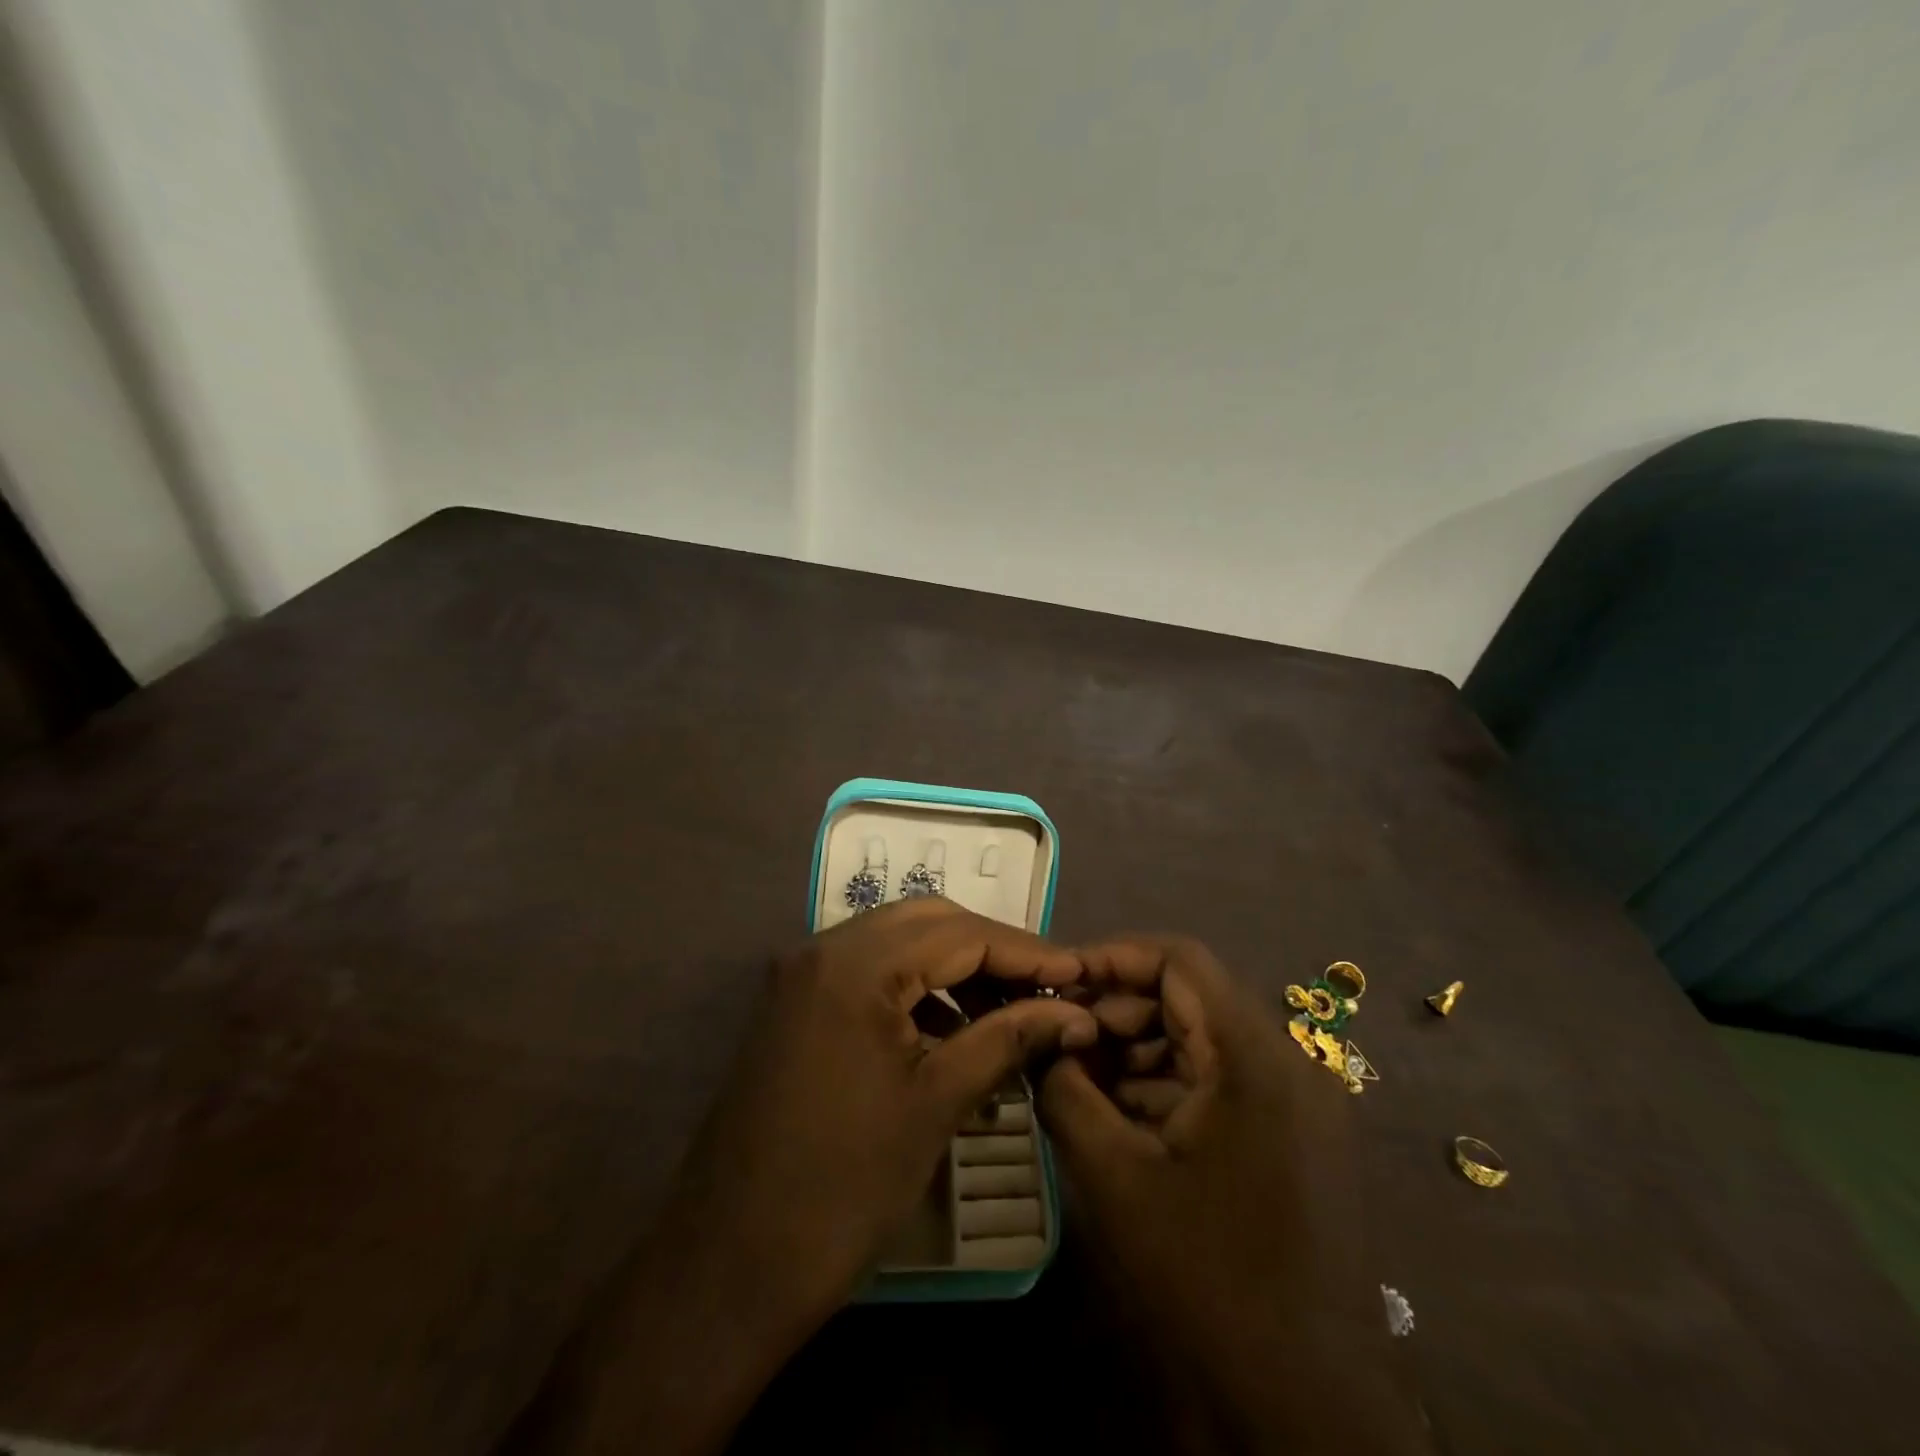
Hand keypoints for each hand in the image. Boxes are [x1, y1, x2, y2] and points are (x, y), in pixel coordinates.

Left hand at [671, 896, 1095, 1319]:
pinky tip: (952, 1032)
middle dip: (992, 950)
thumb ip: (1008, 1039)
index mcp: (856, 964)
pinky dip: (916, 991)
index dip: (1027, 950)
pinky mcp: (795, 1004)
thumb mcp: (938, 1104)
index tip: (1079, 973)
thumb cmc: (843, 1186)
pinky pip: (869, 975)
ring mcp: (803, 975)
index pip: (961, 933)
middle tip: (1045, 988)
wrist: (728, 1265)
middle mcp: (824, 949)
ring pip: (897, 943)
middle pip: (928, 923)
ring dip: (955, 968)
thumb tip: (1074, 1013)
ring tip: (1008, 1012)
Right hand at [1041, 935, 1427, 1454]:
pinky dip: (1166, 1086)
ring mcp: (1297, 1104)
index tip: (1059, 979)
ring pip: (1202, 1041)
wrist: (1305, 1409)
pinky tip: (1118, 1116)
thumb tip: (1038, 1039)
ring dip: (1137, 1050)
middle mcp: (1288, 1063)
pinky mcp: (1293, 1139)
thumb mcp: (1114, 1175)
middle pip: (1190, 998)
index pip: (1180, 960)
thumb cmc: (1206, 1278)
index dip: (1113, 956)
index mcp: (1255, 1057)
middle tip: (1060, 1037)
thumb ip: (1065, 1089)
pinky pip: (1220, 1084)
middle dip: (1118, 1010)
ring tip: (1078, 1077)